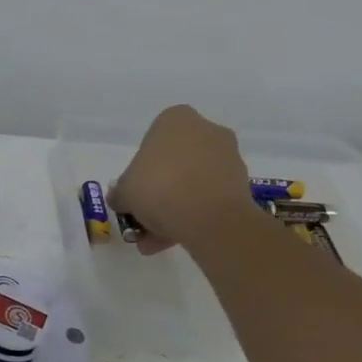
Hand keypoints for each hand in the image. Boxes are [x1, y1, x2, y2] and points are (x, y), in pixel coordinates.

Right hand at [108, 105, 254, 254]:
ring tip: (155, 240)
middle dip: (159, 191)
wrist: (210, 219)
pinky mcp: (242, 184)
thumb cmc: (159, 189)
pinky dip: (193, 216)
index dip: (140, 166)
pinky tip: (174, 241)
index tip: (135, 189)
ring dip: (174, 208)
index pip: (153, 138)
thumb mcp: (124, 192)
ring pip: (192, 182)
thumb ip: (119, 193)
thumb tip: (120, 199)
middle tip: (143, 217)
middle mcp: (206, 130)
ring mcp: (228, 157)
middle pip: (174, 162)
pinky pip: (209, 198)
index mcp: (176, 120)